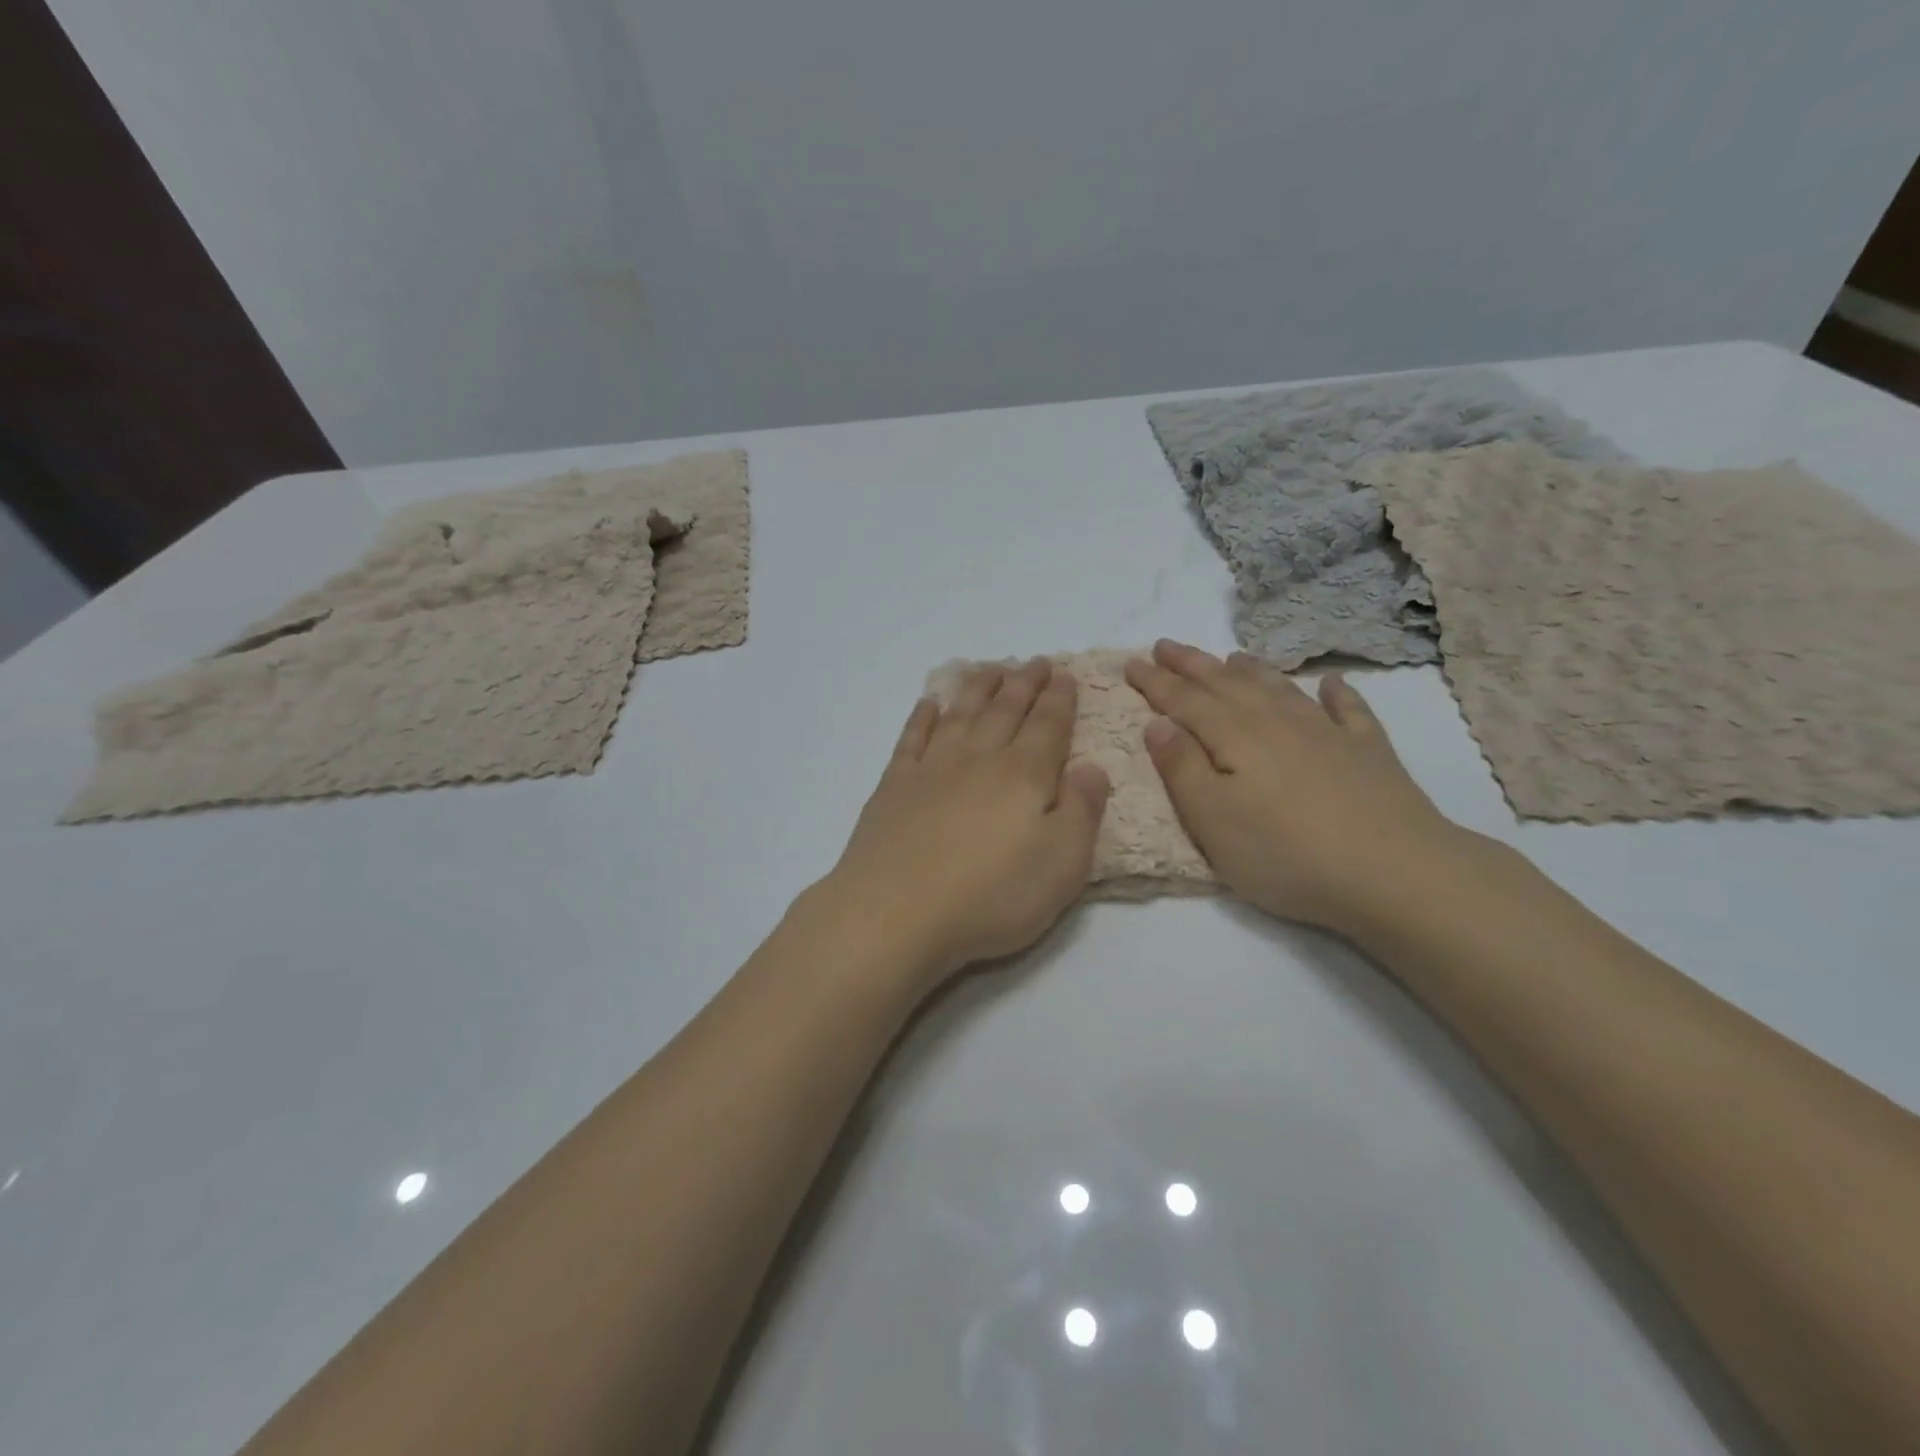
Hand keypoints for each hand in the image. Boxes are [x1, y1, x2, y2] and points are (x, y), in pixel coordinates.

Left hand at [812, 659, 1111, 986]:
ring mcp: (931, 769)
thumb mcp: (1061, 865)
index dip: (1060, 699)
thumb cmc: (990, 896)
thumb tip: (1092, 767)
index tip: (1065, 675)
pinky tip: (929, 703)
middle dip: (1024, 683)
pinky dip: (922, 716)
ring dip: (979, 688)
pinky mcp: (894, 786)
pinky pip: (912, 738)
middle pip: (1005, 710)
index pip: (1048, 726)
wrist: (895, 913)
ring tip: (991, 669)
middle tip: (1036, 662)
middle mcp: (978, 759)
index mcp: (1023, 775)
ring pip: (961, 714)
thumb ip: (1082, 812)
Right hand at [1125, 640, 1463, 937]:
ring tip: (1230, 656)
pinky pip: (1349, 710)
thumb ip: (1181, 768)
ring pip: (1279, 688)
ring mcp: (1328, 733)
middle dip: (1192, 664)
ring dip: (1251, 670)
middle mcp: (1277, 722)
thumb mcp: (1212, 820)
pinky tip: (1332, 682)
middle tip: (1166, 645)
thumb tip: (1157, 723)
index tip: (1131, 662)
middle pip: (1226, 684)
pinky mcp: (1369, 753)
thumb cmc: (1285, 853)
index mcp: (1235, 737)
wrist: (1395, 873)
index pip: (1184, 701)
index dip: (1155, 681)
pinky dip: (1337, 693)